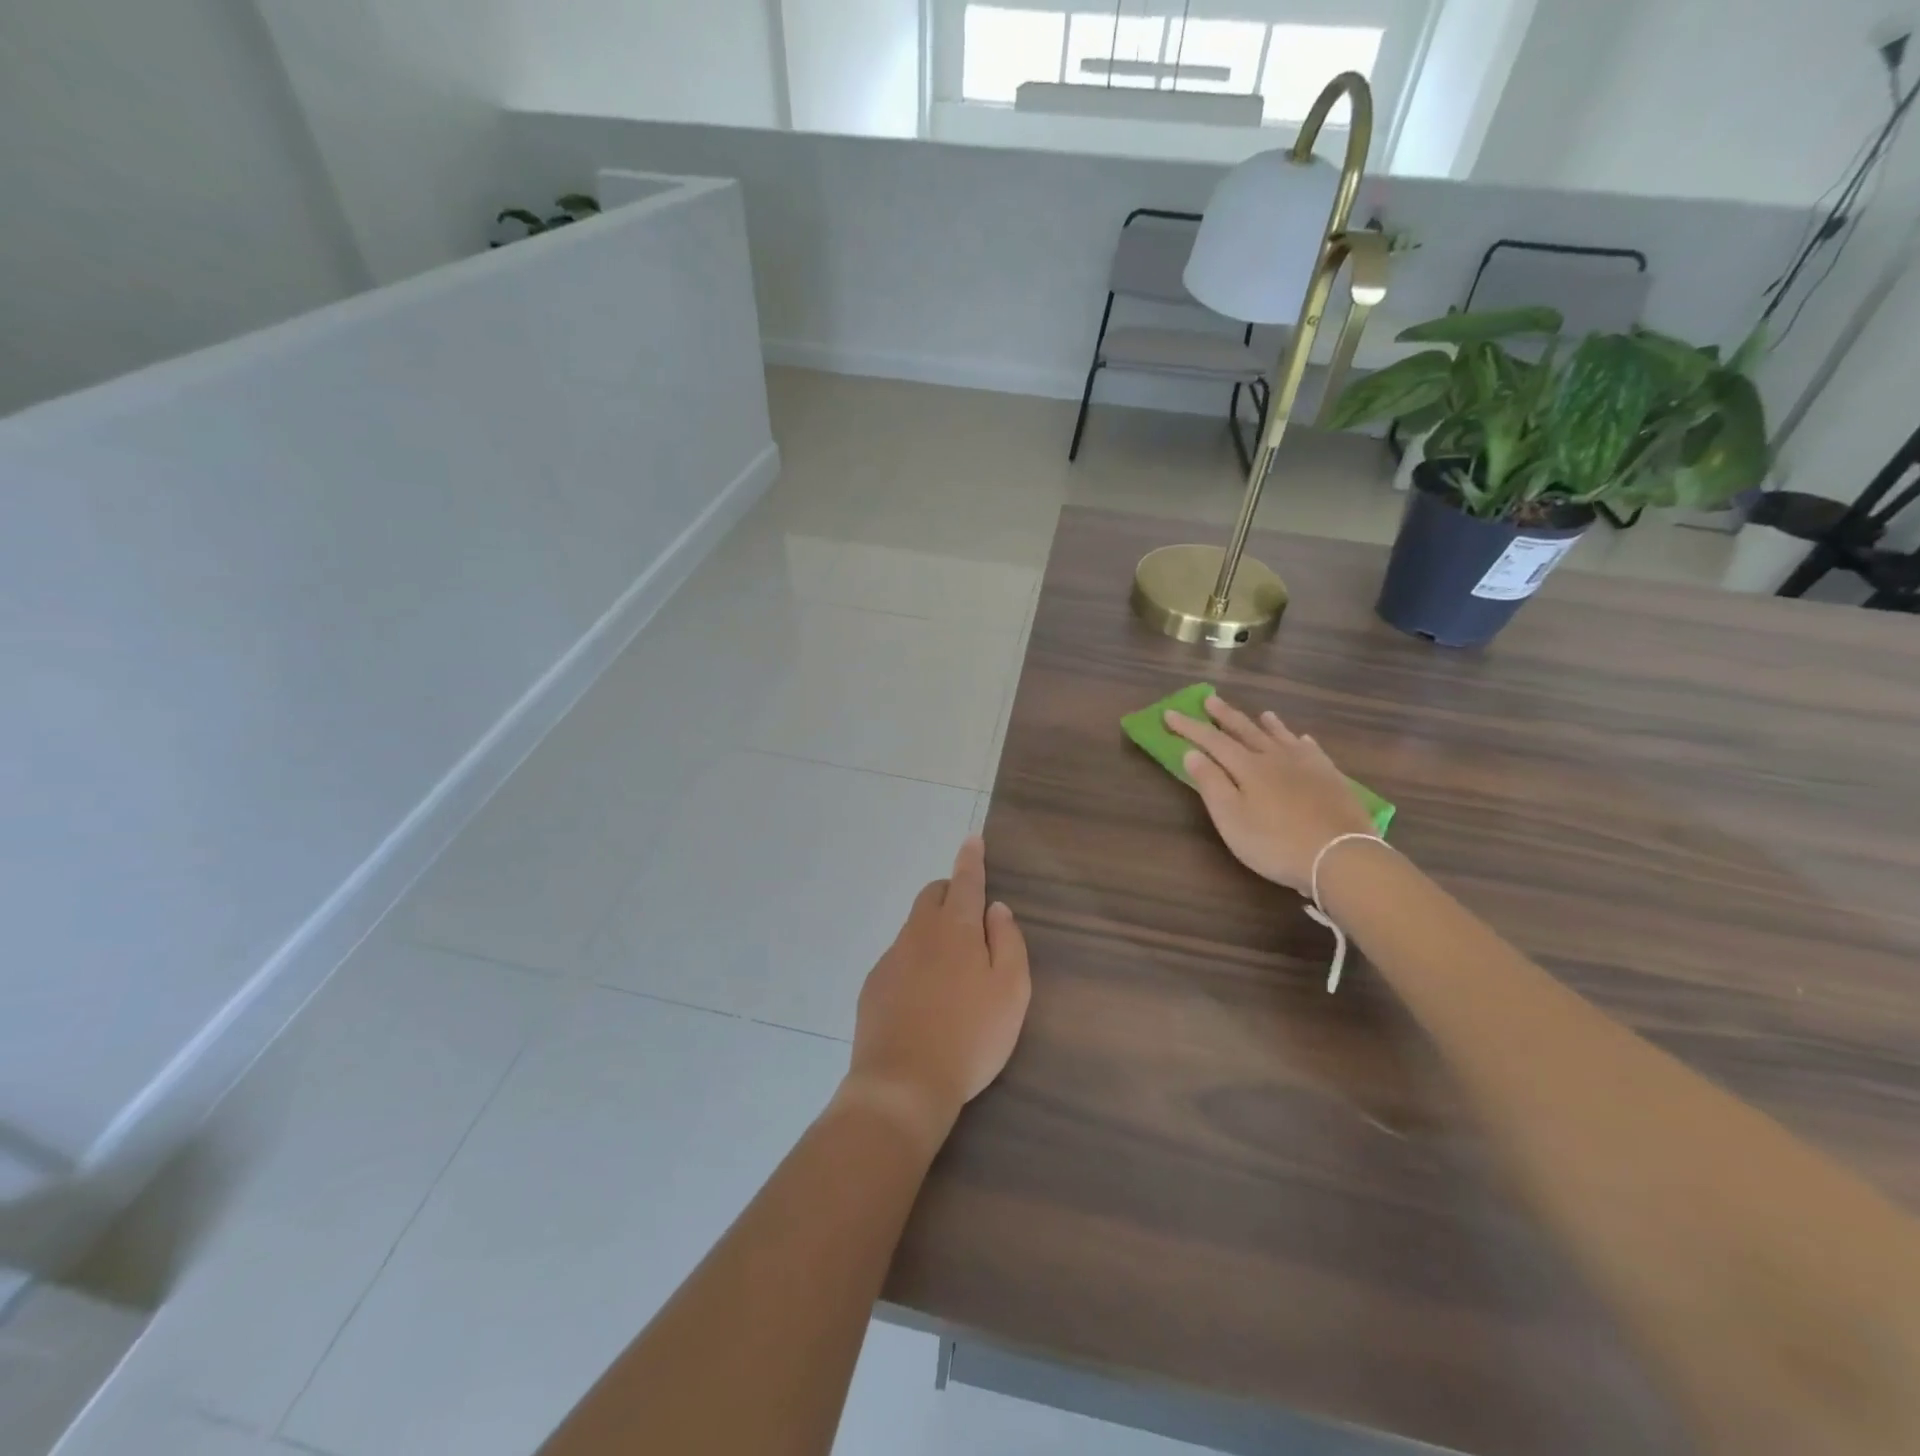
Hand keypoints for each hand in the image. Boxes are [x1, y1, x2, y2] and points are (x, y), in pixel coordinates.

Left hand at [843, 837, 1030, 1150]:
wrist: (903, 1084)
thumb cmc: (970, 1037)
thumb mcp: (1011, 991)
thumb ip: (1008, 942)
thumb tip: (996, 909)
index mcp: (955, 928)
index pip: (965, 881)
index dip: (971, 859)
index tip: (972, 840)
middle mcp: (919, 933)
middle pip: (932, 896)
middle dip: (950, 892)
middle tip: (969, 916)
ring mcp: (891, 958)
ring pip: (914, 927)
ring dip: (933, 929)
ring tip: (951, 969)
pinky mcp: (873, 984)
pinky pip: (899, 957)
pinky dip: (915, 960)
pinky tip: (924, 996)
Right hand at [1166, 695, 1375, 893]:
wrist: (1341, 855)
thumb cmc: (1275, 842)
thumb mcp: (1231, 818)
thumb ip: (1211, 783)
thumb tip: (1191, 752)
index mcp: (1247, 766)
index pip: (1212, 740)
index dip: (1189, 727)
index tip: (1169, 714)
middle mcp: (1275, 757)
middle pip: (1246, 731)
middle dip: (1225, 716)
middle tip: (1210, 699)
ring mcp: (1307, 765)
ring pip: (1281, 736)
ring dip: (1266, 724)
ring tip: (1261, 713)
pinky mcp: (1331, 777)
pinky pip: (1312, 750)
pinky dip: (1301, 741)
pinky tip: (1302, 739)